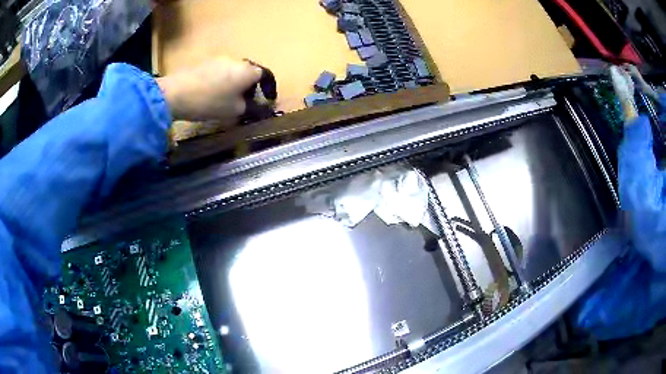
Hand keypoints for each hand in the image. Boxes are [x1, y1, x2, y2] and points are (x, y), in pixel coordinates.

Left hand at [157, 57, 262, 121]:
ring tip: (228, 99)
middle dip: (251, 86)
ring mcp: (219, 60)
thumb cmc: (210, 102)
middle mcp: (236, 61)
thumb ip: (251, 108)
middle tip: (246, 101)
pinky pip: (221, 71)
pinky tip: (213, 94)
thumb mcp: (234, 110)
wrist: (176, 93)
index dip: (269, 88)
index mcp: (248, 71)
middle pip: (249, 72)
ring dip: (236, 83)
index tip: (268, 99)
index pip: (265, 75)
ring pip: (234, 71)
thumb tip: (261, 107)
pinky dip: (223, 81)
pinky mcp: (205, 63)